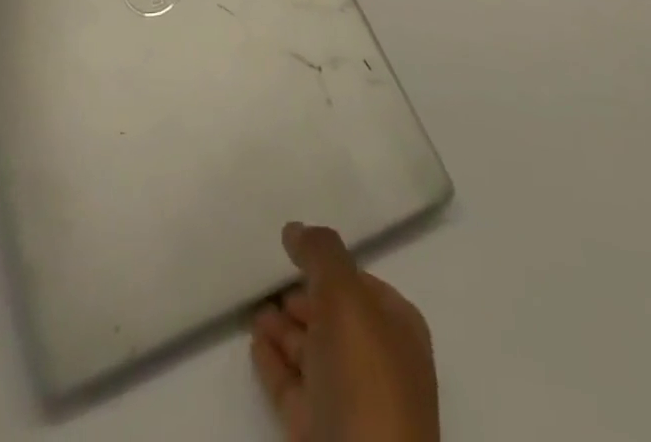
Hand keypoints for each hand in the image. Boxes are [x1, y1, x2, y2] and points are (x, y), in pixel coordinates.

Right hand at [251, 223, 439, 441]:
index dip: (329, 267)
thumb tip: (295, 229)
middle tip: (267, 275)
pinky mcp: (320, 437)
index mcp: (398, 330)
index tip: (293, 251)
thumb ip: (321, 254)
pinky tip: (254, 343)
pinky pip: (293, 388)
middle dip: (304, 298)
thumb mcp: (346, 298)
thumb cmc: (366, 383)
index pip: (362, 284)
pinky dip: (274, 364)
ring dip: (284, 329)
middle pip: (336, 318)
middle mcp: (379, 366)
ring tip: (253, 306)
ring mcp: (351, 406)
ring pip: (313, 353)